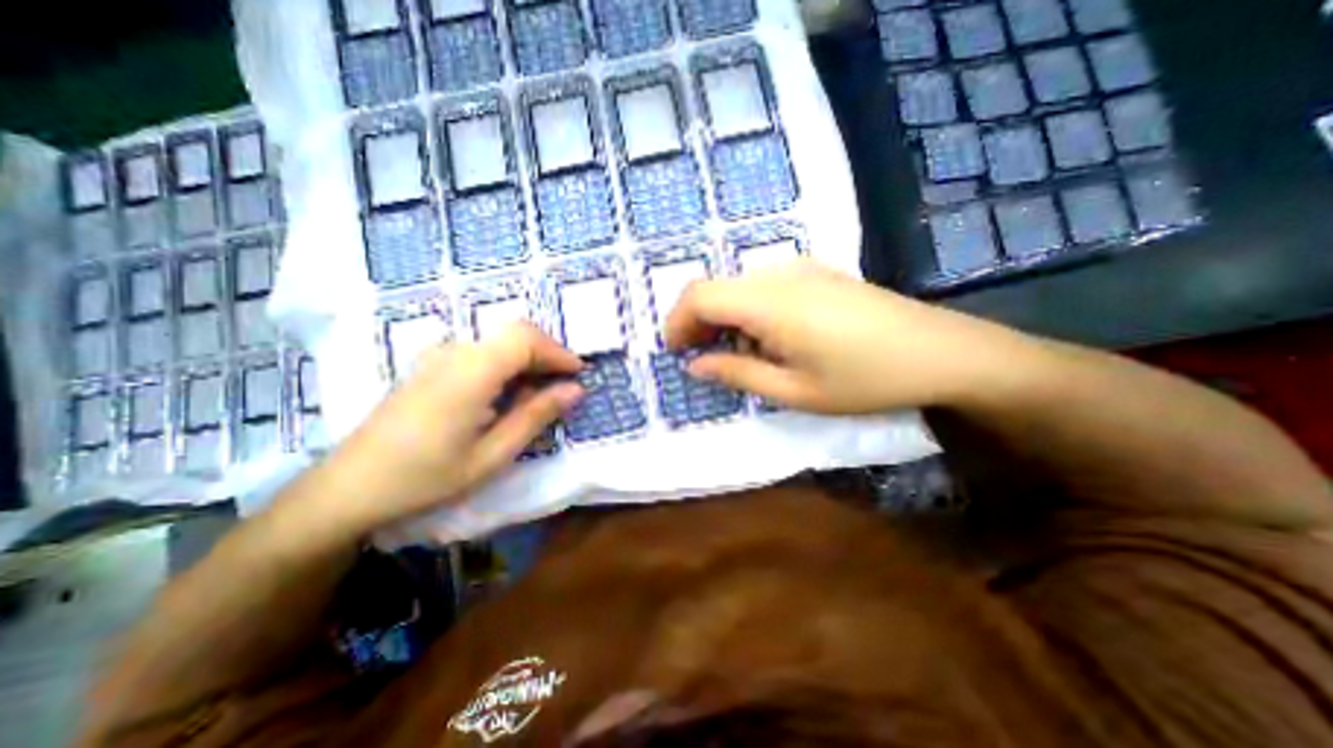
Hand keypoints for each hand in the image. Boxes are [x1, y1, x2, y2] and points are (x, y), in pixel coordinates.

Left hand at [317, 325, 584, 529]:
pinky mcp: (431, 366)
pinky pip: (481, 352)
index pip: (526, 338)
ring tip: (540, 394)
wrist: (348, 488)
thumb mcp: (492, 454)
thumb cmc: (426, 477)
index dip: (558, 351)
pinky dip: (507, 365)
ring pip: (498, 341)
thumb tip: (576, 390)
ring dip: (528, 360)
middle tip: (564, 384)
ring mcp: (439, 356)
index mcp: (471, 371)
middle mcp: (454, 352)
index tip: (579, 374)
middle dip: (547, 354)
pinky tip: (507, 395)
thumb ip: (536, 415)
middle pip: (514, 333)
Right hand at [667, 261, 1029, 413]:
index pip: (699, 295)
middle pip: (715, 288)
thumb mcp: (794, 391)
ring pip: (738, 287)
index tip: (677, 353)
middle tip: (705, 361)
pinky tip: (772, 339)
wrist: (942, 352)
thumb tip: (695, 366)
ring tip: (742, 357)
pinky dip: (750, 312)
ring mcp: (801, 268)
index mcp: (769, 302)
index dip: (677, 322)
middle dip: (698, 324)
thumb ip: (737, 375)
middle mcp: (779, 274)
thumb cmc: (865, 380)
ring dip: (725, 320)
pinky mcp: (817, 272)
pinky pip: (764, 287)